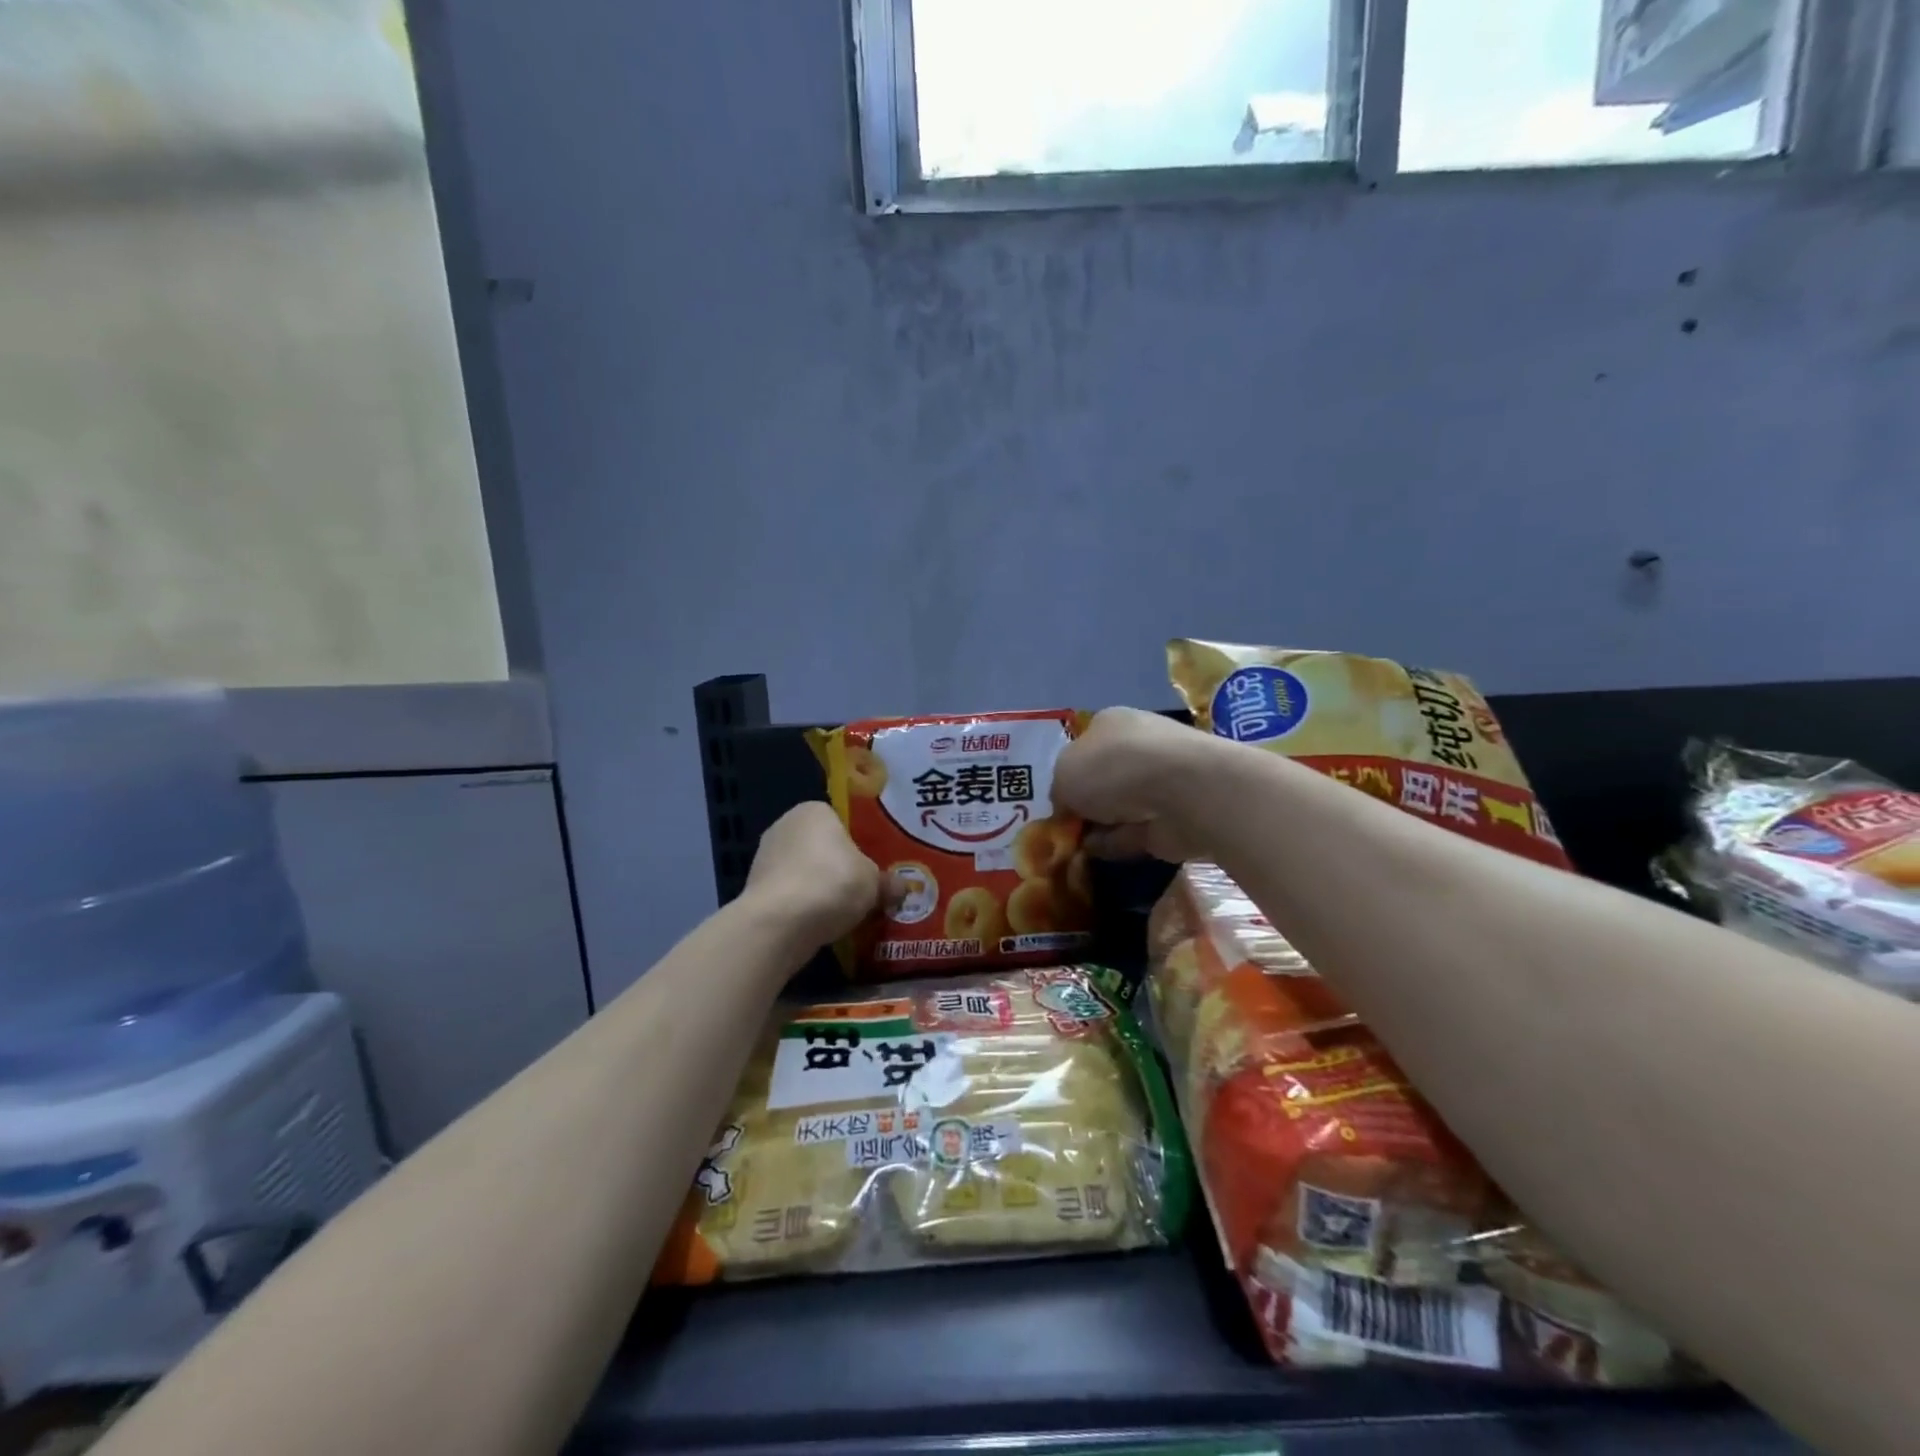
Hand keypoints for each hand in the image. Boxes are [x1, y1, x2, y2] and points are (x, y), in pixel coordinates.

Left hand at [742, 802, 881, 945]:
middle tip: (863, 890)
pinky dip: (804, 906)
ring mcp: (765, 858)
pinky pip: (790, 894)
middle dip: (840, 867)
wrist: (780, 923)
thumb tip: (902, 887)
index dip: (860, 844)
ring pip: (805, 872)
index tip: (874, 867)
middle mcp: (785, 825)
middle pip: (822, 847)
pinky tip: (821, 924)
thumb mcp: (874, 882)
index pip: (841, 821)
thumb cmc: (833, 883)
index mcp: (814, 810)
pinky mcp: (755, 889)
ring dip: (821, 888)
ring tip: (845, 912)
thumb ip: (888, 882)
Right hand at [1053, 708, 1215, 861]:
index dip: (1068, 774)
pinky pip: (1136, 832)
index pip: (1084, 746)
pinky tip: (1098, 856)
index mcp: (1110, 723)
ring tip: (1074, 848)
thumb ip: (1059, 791)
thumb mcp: (1063, 774)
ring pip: (1121, 806)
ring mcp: (1160, 782)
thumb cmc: (1113, 767)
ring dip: (1102, 826)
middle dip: (1086, 803)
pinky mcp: (1175, 816)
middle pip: (1103, 778)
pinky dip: (1118, 843)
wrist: (1181, 791)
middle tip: (1064, 828)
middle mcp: (1137, 746)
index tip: (1056, 801)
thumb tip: (1067, 807)